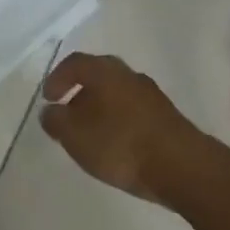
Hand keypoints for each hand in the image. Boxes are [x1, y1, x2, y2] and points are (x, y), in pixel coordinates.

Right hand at [40, 53, 209, 204]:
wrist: (181, 165)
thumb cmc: (120, 144)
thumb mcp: (75, 136)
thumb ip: (56, 121)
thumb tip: (50, 111)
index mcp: (104, 71)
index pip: (74, 63)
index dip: (57, 78)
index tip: (48, 98)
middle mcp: (128, 74)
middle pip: (98, 75)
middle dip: (79, 92)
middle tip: (67, 113)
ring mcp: (150, 94)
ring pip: (116, 93)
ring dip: (100, 107)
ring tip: (90, 133)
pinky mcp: (165, 115)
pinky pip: (133, 110)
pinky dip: (118, 120)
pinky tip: (116, 143)